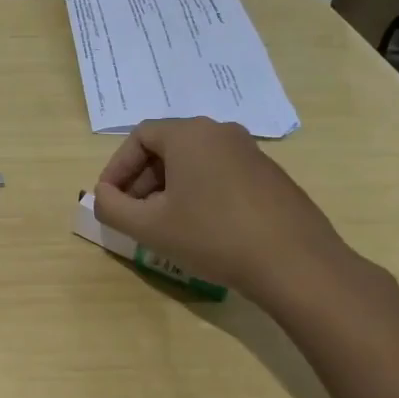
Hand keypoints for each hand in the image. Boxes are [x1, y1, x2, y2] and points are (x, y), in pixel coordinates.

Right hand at [92, 117, 354, 306]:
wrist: (296, 264)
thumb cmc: (212, 236)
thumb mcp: (148, 227)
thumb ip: (112, 208)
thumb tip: (102, 197)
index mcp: (190, 134)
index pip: (139, 137)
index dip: (116, 168)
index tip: (108, 200)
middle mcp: (221, 132)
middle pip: (167, 148)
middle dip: (141, 180)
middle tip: (131, 214)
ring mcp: (251, 153)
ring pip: (194, 163)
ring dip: (168, 189)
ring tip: (162, 225)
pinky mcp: (270, 177)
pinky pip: (220, 175)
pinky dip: (199, 193)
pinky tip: (199, 229)